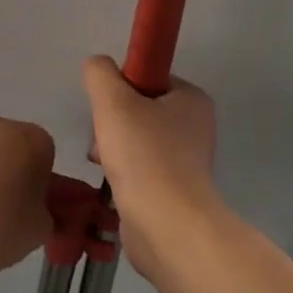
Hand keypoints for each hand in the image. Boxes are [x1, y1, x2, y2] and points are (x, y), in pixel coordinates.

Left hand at [0, 118, 54, 274]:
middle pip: (7, 143)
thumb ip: (41, 208)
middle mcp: (0, 128)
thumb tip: (30, 209)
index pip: (42, 150)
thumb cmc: (6, 229)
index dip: (36, 174)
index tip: (29, 200)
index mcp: (34, 141)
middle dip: (5, 166)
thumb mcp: (42, 226)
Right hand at [81, 56, 216, 281]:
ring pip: (138, 140)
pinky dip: (124, 173)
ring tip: (104, 163)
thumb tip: (97, 66)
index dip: (122, 88)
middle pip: (140, 109)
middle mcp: (196, 127)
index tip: (107, 108)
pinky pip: (141, 169)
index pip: (149, 78)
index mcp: (192, 99)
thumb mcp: (114, 102)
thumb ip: (100, 74)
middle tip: (102, 139)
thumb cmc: (144, 156)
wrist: (166, 226)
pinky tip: (112, 183)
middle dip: (113, 122)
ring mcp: (188, 161)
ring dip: (113, 148)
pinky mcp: (175, 190)